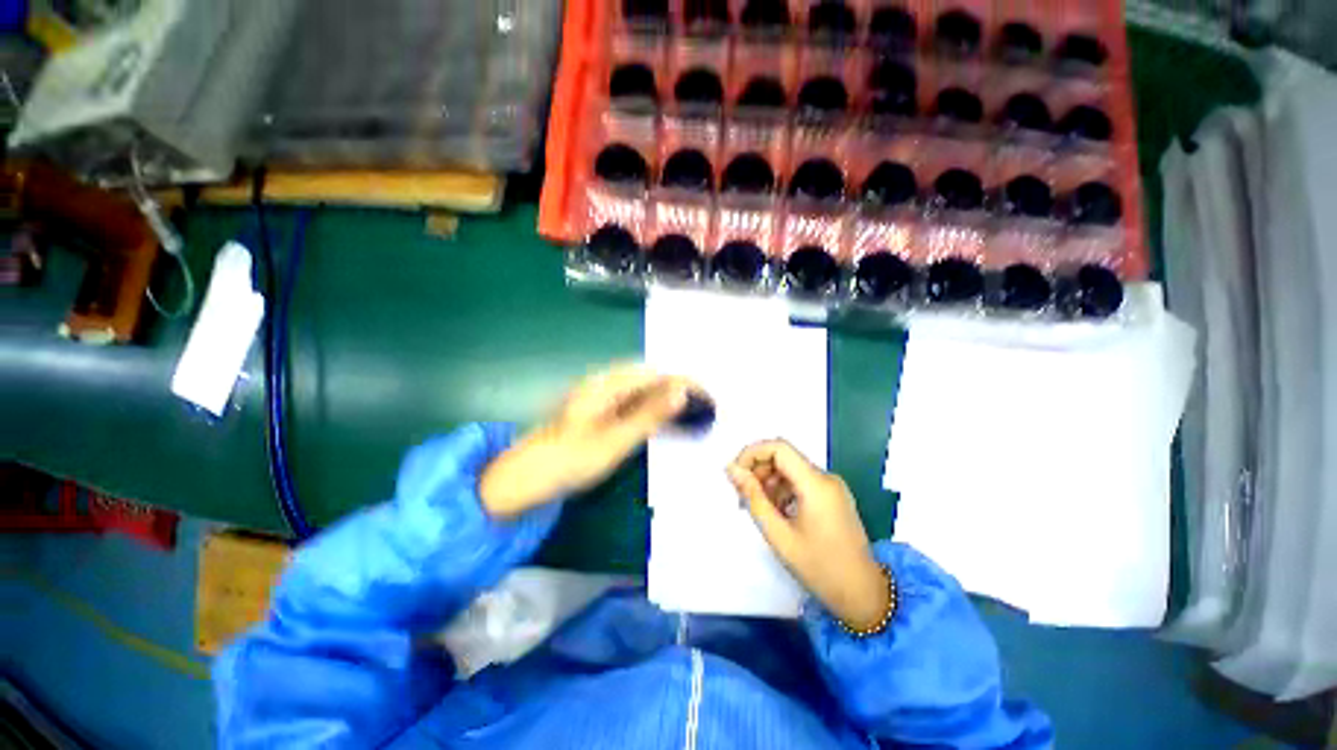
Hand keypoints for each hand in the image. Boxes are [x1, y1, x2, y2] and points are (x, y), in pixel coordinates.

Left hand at [480, 364, 698, 517]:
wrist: (527, 478)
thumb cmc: (570, 460)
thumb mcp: (615, 439)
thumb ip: (650, 414)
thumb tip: (681, 391)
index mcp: (607, 384)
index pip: (656, 374)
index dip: (684, 382)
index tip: (708, 396)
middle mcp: (604, 384)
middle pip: (650, 379)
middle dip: (679, 389)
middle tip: (703, 407)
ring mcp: (600, 397)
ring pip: (642, 391)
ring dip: (666, 400)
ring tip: (690, 414)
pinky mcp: (598, 411)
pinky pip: (632, 404)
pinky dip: (652, 410)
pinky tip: (663, 422)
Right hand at [727, 440, 889, 630]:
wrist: (864, 595)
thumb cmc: (820, 568)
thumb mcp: (779, 535)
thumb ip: (753, 498)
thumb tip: (732, 470)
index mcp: (816, 484)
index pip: (778, 447)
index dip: (752, 453)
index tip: (735, 474)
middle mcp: (826, 478)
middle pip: (783, 457)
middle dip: (758, 470)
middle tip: (740, 495)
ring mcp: (831, 486)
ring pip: (790, 469)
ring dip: (768, 482)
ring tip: (754, 507)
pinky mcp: (832, 496)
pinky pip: (800, 482)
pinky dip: (782, 490)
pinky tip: (773, 512)